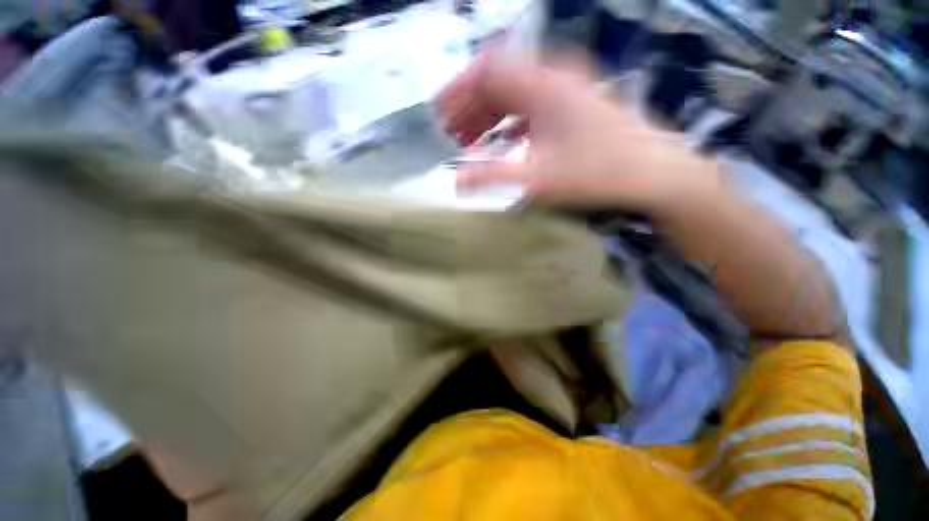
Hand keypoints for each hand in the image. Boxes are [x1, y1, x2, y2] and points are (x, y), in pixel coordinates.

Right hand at [438, 55, 719, 212]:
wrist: (653, 173)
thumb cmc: (597, 171)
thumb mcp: (538, 177)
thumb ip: (494, 178)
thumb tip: (457, 182)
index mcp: (542, 85)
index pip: (486, 72)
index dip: (457, 91)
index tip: (439, 114)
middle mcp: (552, 79)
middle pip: (497, 82)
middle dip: (469, 108)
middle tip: (451, 135)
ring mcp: (565, 91)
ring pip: (513, 95)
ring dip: (488, 116)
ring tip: (469, 140)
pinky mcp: (572, 107)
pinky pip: (530, 109)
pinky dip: (509, 124)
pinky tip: (503, 142)